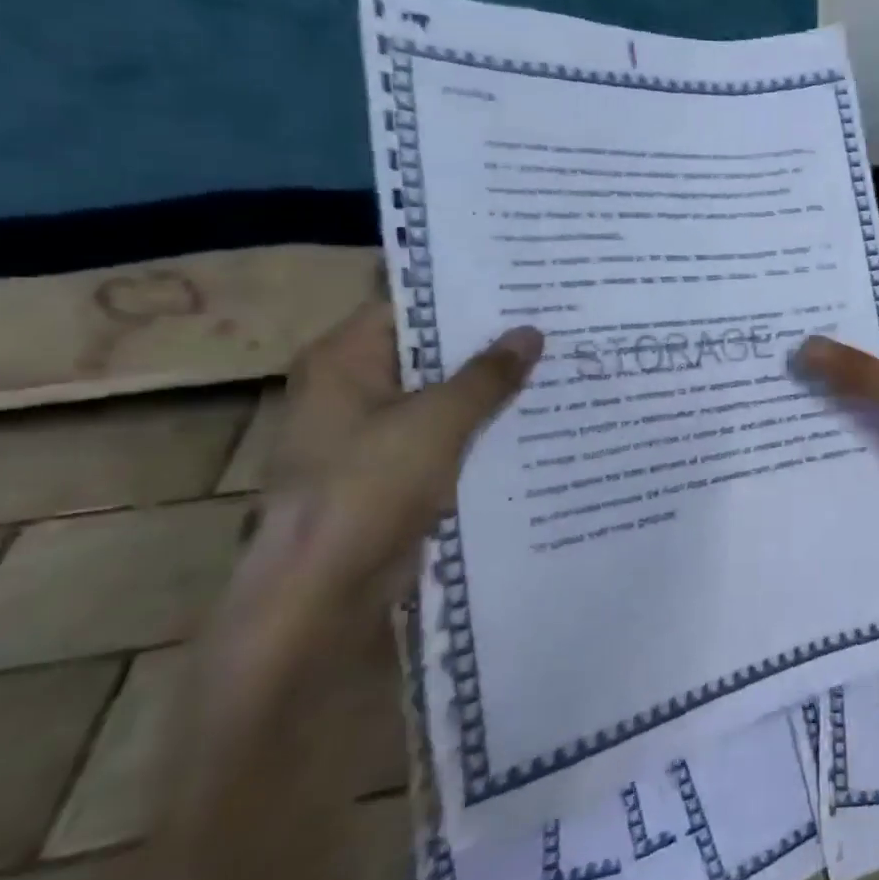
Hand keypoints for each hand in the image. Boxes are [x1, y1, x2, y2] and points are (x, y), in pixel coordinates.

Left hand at [224, 302, 542, 652]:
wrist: (325, 591)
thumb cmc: (370, 487)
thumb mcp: (438, 420)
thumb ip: (488, 374)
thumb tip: (531, 332)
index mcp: (343, 360)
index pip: (409, 306)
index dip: (464, 297)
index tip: (522, 288)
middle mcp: (351, 388)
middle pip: (427, 351)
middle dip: (487, 344)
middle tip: (551, 323)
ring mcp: (369, 433)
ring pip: (440, 396)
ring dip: (488, 388)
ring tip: (553, 364)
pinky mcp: (390, 471)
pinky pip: (443, 435)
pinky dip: (479, 427)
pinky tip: (532, 419)